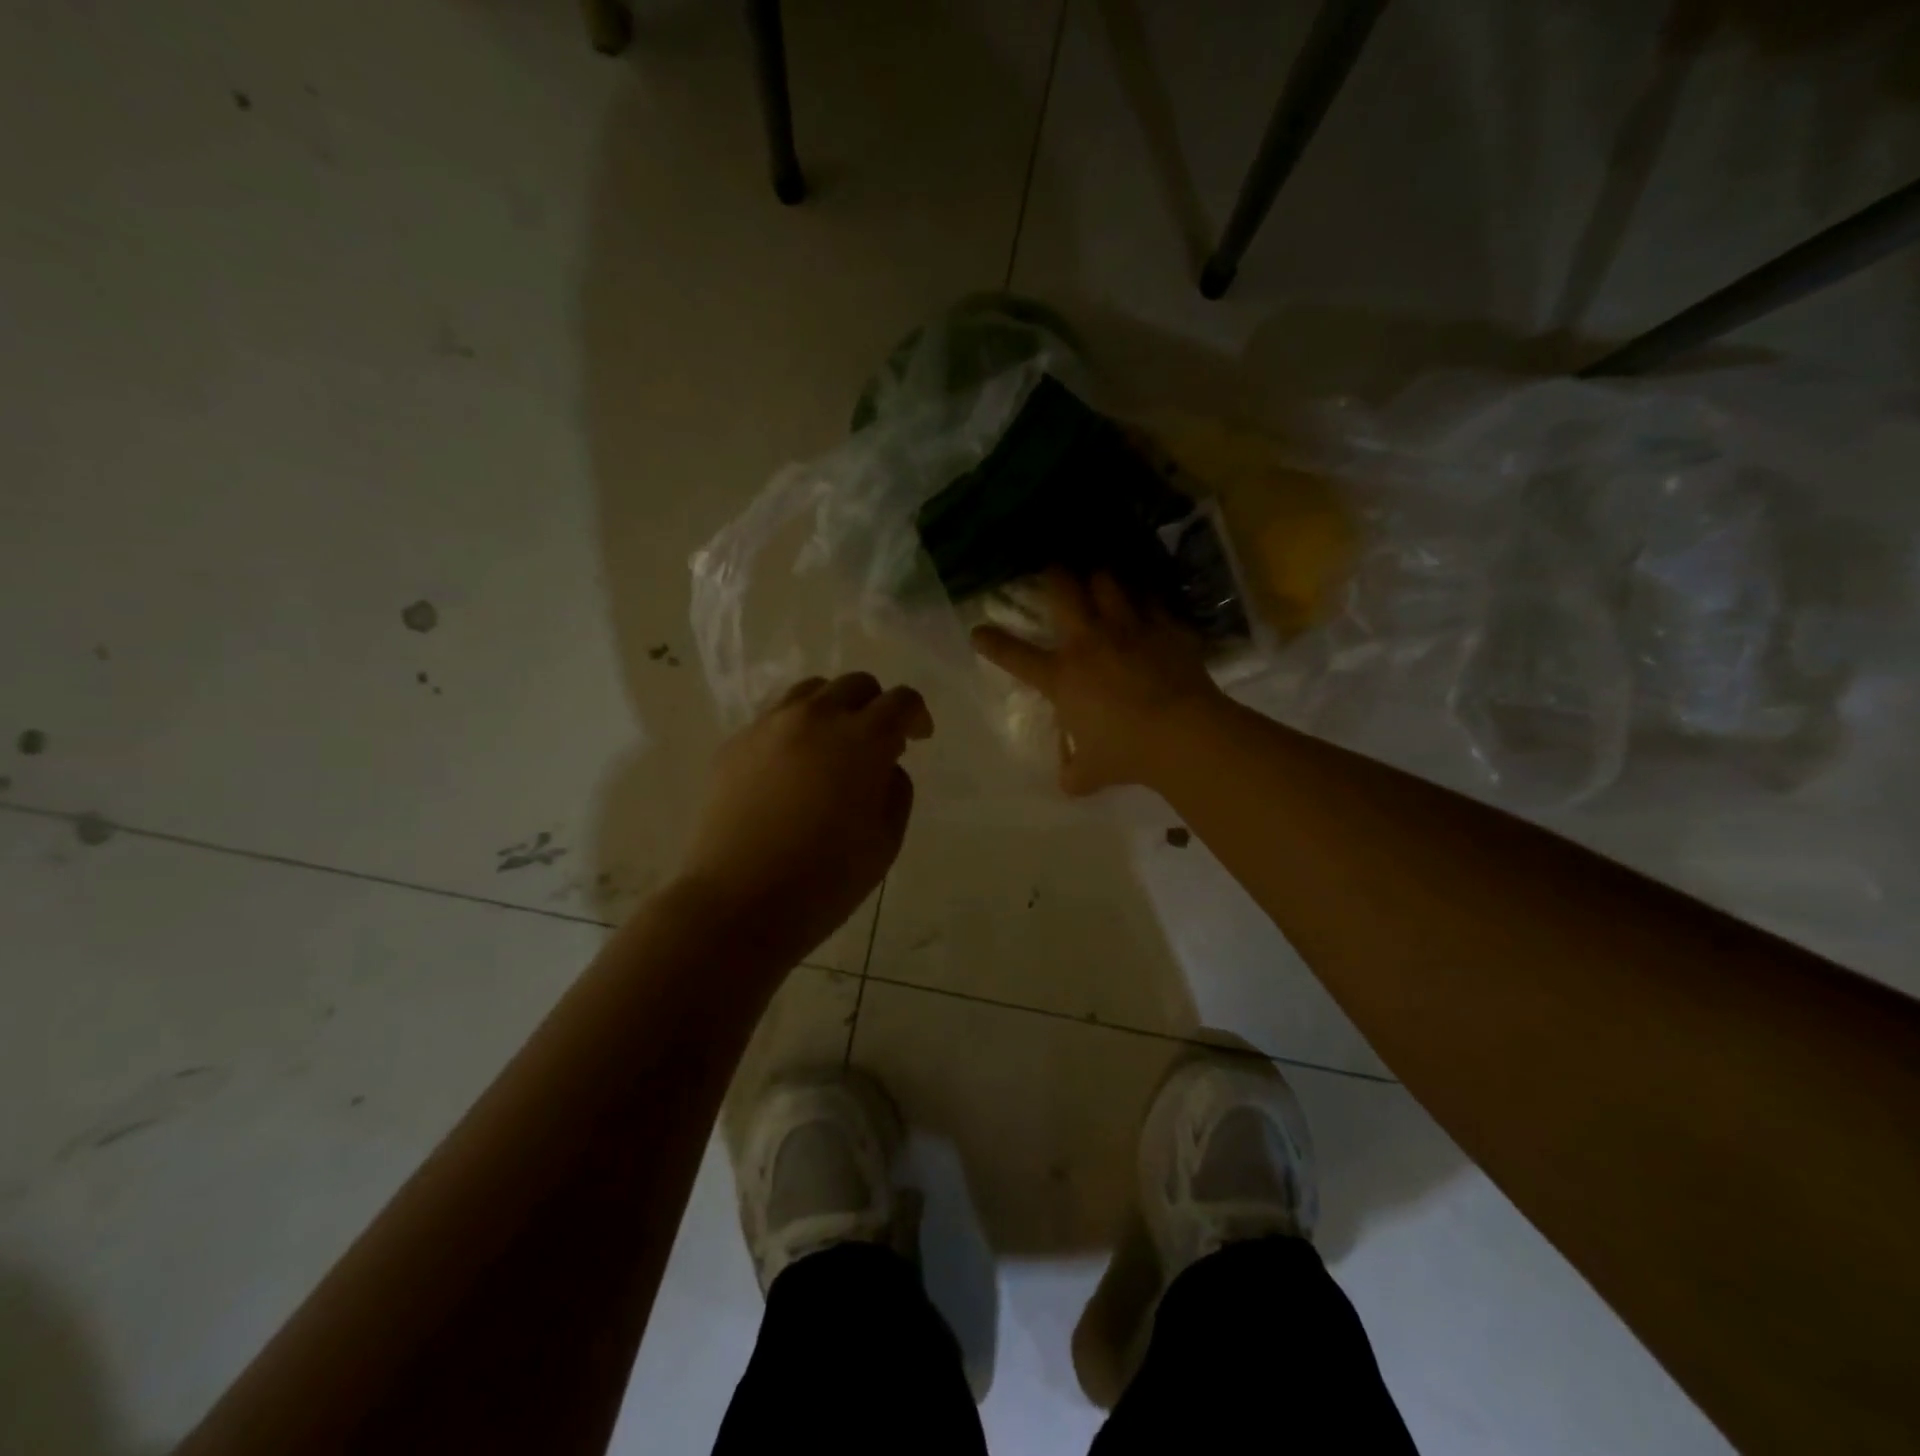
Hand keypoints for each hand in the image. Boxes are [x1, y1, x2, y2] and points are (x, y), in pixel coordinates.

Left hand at [681, 673, 932, 952]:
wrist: (738, 902)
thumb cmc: (825, 879)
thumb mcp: (885, 841)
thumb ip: (896, 790)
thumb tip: (885, 766)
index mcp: (861, 739)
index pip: (900, 701)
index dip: (916, 715)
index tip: (918, 738)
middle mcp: (815, 718)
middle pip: (855, 685)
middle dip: (876, 706)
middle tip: (877, 743)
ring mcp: (768, 726)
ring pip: (811, 692)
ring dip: (833, 709)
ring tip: (832, 747)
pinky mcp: (734, 744)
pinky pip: (774, 718)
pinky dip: (795, 729)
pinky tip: (792, 768)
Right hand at [971, 569, 1220, 795]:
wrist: (1182, 734)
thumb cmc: (1126, 753)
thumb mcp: (1090, 774)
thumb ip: (1074, 773)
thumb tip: (1068, 781)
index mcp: (1062, 676)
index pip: (1016, 655)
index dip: (992, 643)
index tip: (978, 632)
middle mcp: (1090, 642)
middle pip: (1064, 590)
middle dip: (1054, 575)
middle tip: (1052, 568)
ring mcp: (1129, 629)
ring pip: (1109, 582)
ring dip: (1102, 578)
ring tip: (1101, 577)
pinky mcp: (1166, 627)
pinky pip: (1153, 600)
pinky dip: (1147, 597)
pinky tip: (1148, 599)